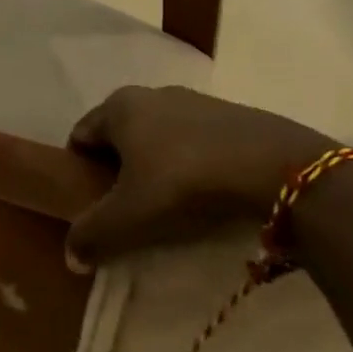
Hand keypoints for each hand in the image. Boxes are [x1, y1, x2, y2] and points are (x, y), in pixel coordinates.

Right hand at [64, 86, 333, 270]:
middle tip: (129, 208)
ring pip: (159, 136)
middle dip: (118, 169)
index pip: (80, 136)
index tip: (92, 203)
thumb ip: (92, 235)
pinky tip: (208, 192)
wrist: (281, 170)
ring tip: (172, 204)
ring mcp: (197, 101)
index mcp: (119, 106)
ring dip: (157, 166)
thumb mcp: (131, 217)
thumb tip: (71, 257)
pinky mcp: (235, 115)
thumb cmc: (187, 184)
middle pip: (120, 136)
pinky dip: (192, 163)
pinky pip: (197, 141)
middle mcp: (153, 94)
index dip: (80, 171)